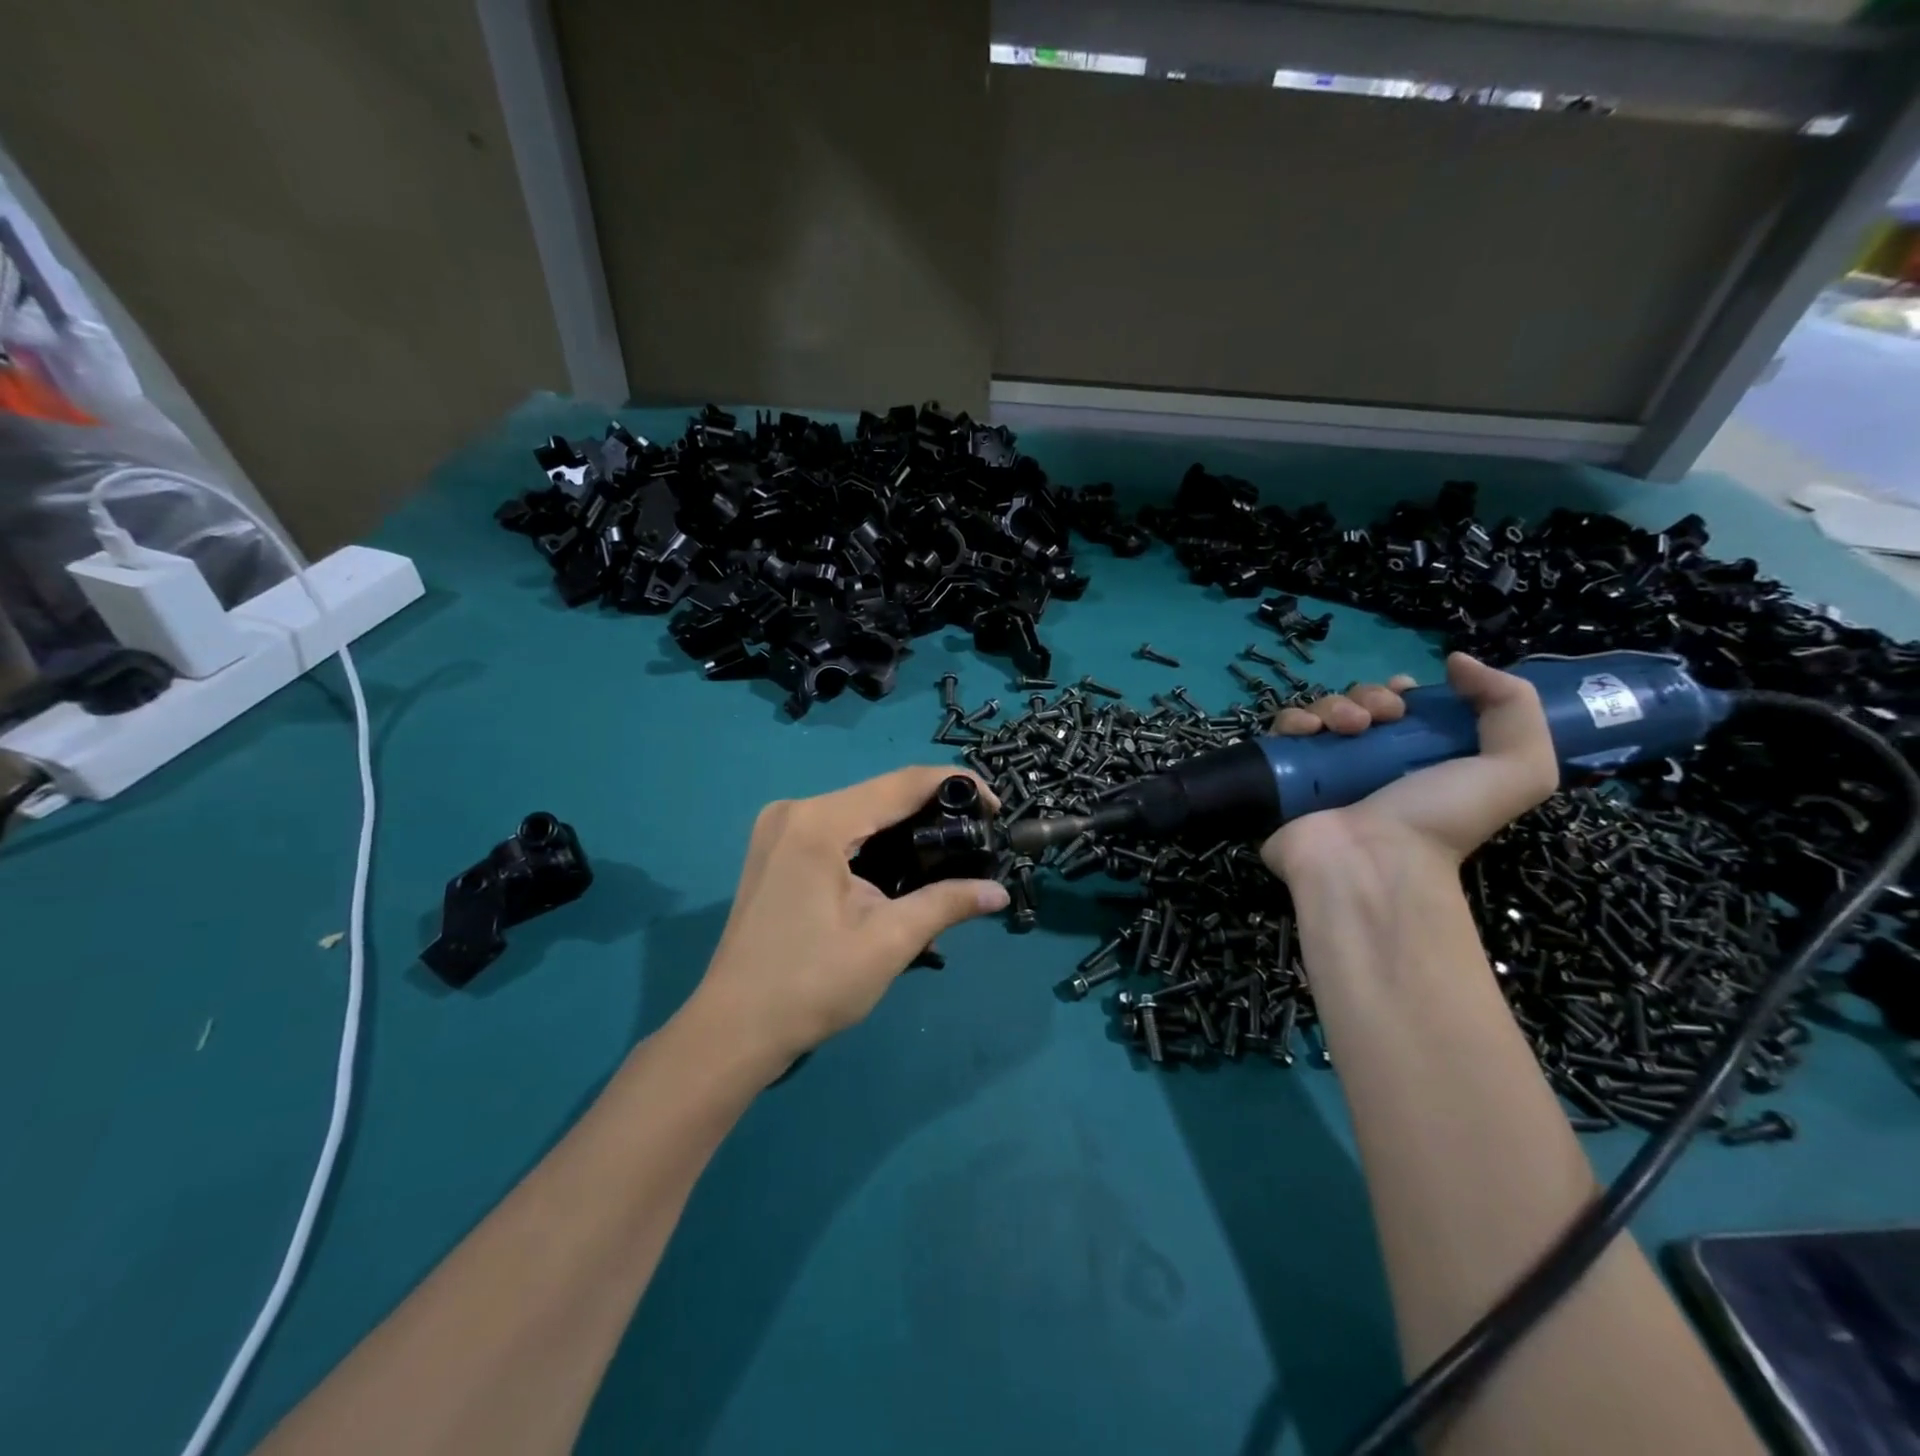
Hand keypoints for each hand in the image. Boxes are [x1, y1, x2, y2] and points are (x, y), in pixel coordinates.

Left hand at [693, 767, 1010, 1066]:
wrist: (734, 1030)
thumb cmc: (811, 986)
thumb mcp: (888, 942)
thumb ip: (946, 904)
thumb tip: (999, 892)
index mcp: (819, 822)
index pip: (902, 783)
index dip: (955, 786)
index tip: (995, 808)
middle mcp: (795, 810)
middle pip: (880, 794)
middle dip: (932, 810)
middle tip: (976, 838)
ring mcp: (779, 827)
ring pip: (860, 810)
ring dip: (904, 826)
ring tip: (949, 852)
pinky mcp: (776, 848)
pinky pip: (838, 828)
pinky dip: (874, 841)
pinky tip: (901, 866)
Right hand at [1262, 653, 1557, 881]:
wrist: (1370, 861)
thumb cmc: (1440, 819)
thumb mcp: (1516, 768)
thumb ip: (1513, 706)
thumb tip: (1456, 661)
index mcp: (1417, 760)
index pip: (1402, 709)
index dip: (1402, 691)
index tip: (1406, 695)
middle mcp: (1368, 763)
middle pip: (1359, 704)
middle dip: (1369, 697)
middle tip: (1379, 718)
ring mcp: (1322, 770)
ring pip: (1321, 712)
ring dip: (1333, 706)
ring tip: (1346, 729)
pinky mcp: (1284, 775)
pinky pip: (1282, 732)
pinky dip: (1293, 721)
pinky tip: (1307, 731)